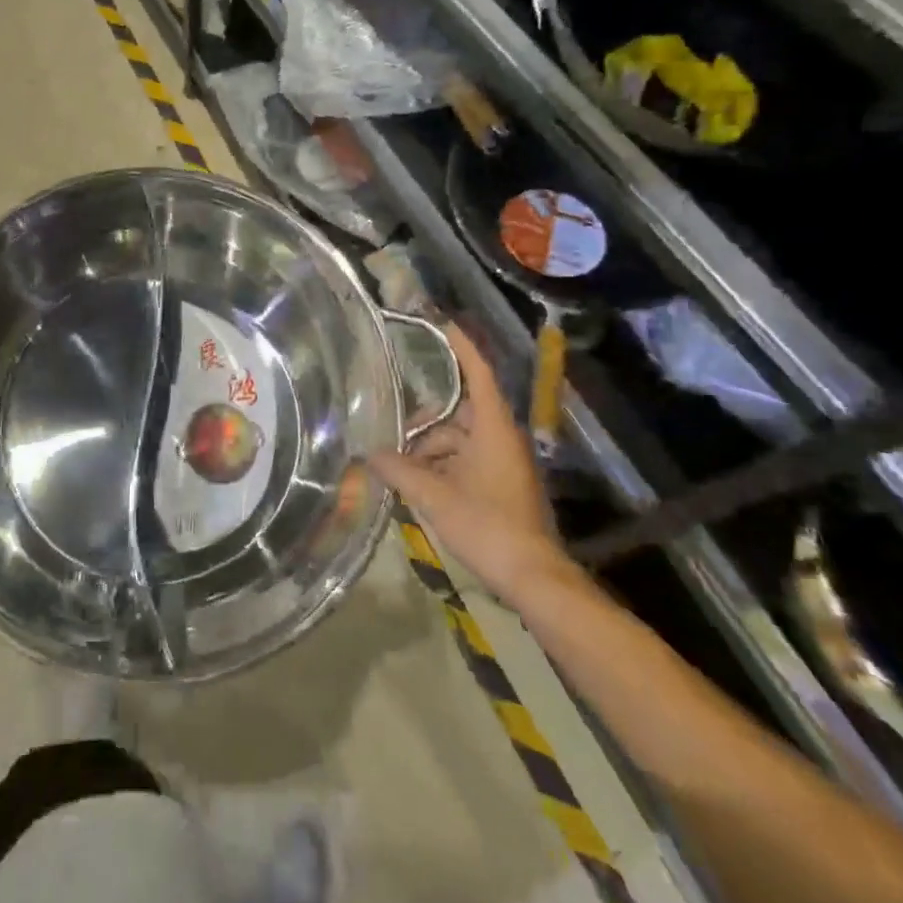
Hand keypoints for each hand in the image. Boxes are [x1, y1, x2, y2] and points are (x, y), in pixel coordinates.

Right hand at [368, 323, 567, 602]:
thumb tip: (368, 453)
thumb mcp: (434, 497)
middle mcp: (502, 438)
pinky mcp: (504, 485)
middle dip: (426, 420)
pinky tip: (417, 485)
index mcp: (493, 429)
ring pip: (461, 441)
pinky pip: (467, 461)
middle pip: (460, 412)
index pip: (478, 374)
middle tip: (392, 426)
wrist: (533, 578)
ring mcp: (505, 463)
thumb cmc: (487, 526)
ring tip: (399, 467)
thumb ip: (399, 471)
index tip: (442, 324)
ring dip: (430, 450)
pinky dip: (443, 467)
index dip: (461, 348)